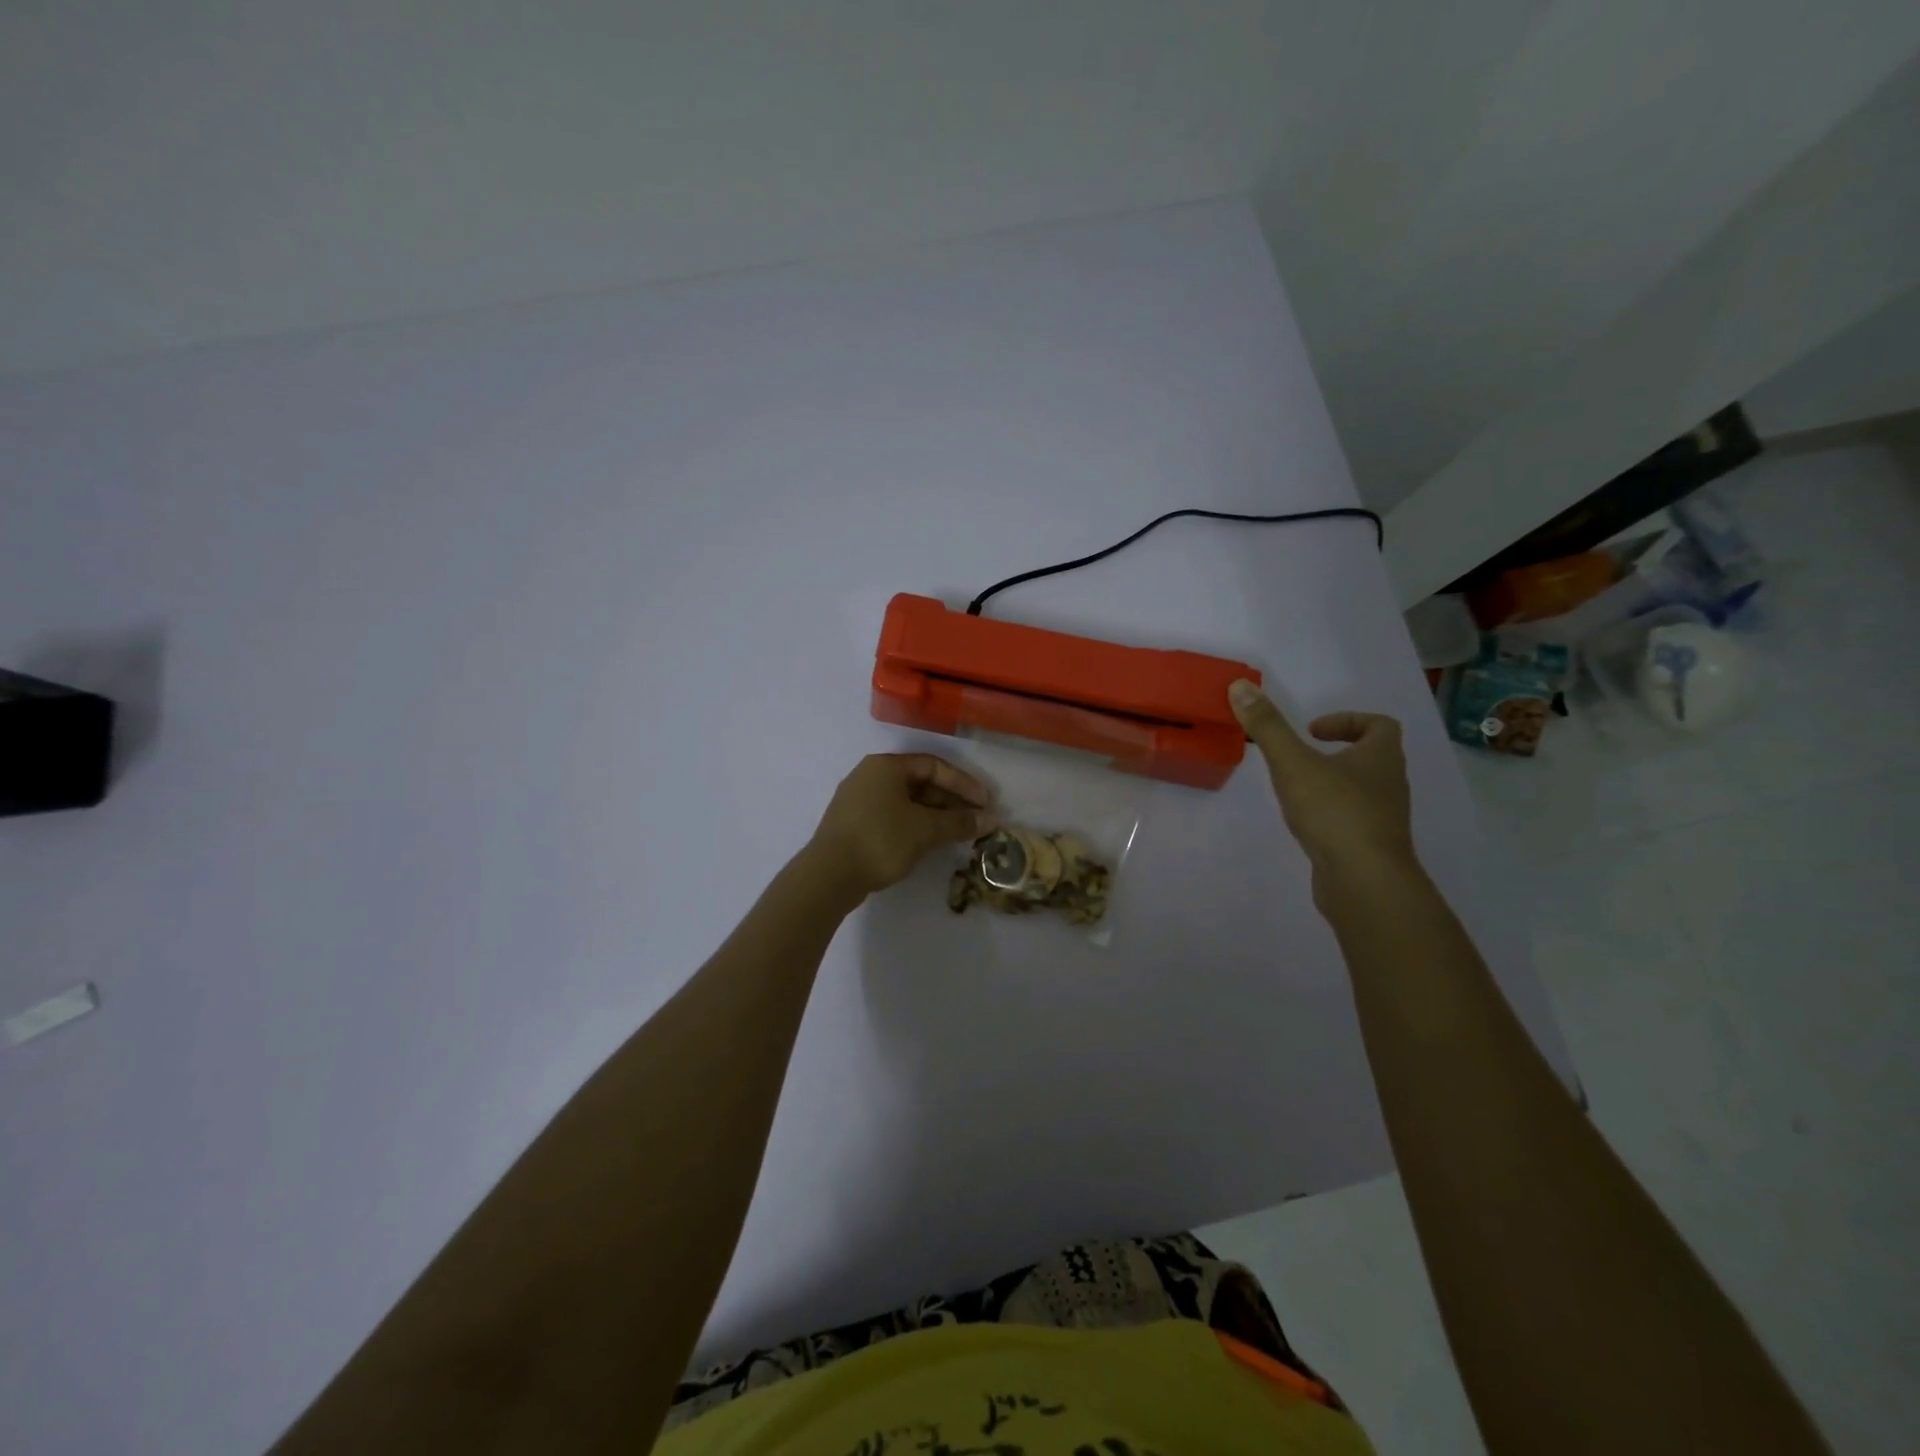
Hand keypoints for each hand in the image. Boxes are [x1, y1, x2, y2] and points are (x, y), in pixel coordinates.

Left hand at [804, 754, 995, 905]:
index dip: (963, 783)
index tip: (985, 803)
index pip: (934, 766)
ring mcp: (858, 800)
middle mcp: (870, 775)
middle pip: (920, 782)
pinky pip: (892, 815)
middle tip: (975, 819)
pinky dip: (915, 824)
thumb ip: (959, 822)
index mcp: (886, 766)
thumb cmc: (880, 840)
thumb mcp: (925, 830)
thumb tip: (990, 820)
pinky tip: (929, 841)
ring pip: (906, 801)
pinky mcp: (853, 823)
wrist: (828, 875)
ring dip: (935, 815)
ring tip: (957, 832)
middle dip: (951, 801)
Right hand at [1229, 679, 1415, 883]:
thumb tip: (1241, 686)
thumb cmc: (1334, 812)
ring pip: (1362, 790)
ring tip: (1296, 789)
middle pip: (1372, 757)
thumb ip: (1267, 726)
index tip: (1312, 731)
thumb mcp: (1293, 763)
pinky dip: (1331, 815)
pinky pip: (1353, 821)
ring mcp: (1382, 819)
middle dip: (1337, 752)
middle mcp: (1389, 784)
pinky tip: (1305, 823)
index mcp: (1380, 758)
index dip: (1348, 721)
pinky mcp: (1370, 847)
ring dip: (1333, 783)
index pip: (1380, 725)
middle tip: (1300, 757)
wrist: (1364, 881)